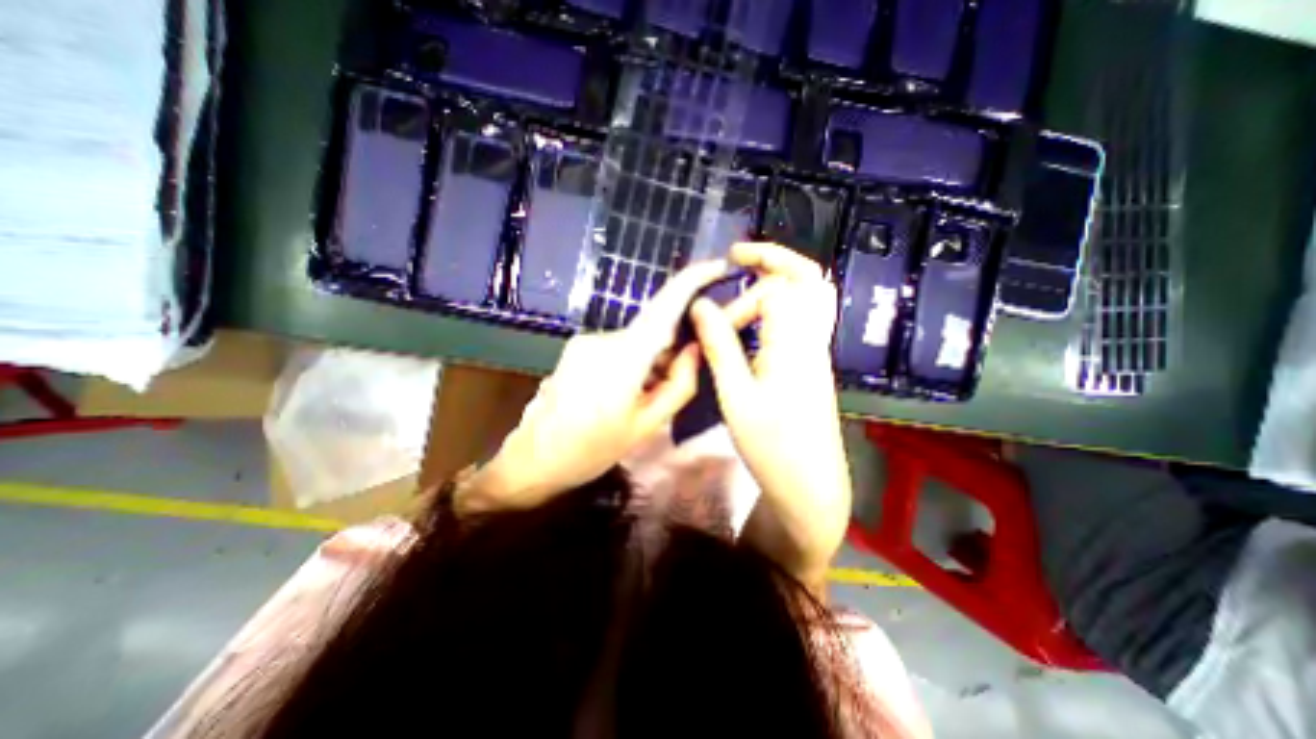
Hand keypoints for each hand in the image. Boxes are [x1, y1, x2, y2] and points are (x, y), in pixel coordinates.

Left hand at [458, 260, 730, 511]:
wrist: (533, 459)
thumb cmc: (592, 449)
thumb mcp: (646, 425)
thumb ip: (679, 384)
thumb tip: (695, 349)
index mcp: (624, 357)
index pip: (665, 307)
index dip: (693, 280)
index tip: (718, 265)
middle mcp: (604, 338)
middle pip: (654, 328)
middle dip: (673, 348)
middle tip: (672, 385)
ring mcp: (587, 340)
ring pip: (637, 340)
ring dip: (652, 360)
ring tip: (642, 399)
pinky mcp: (578, 348)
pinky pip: (619, 346)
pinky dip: (634, 362)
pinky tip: (623, 393)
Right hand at [689, 244, 855, 594]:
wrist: (810, 484)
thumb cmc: (771, 445)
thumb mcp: (735, 396)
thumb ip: (719, 346)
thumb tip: (700, 306)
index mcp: (794, 344)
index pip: (774, 292)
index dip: (738, 301)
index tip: (713, 328)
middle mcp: (812, 339)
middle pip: (808, 278)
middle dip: (773, 257)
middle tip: (737, 255)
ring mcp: (816, 351)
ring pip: (810, 295)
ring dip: (779, 278)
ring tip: (746, 275)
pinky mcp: (812, 364)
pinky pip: (804, 317)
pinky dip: (781, 303)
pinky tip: (756, 316)